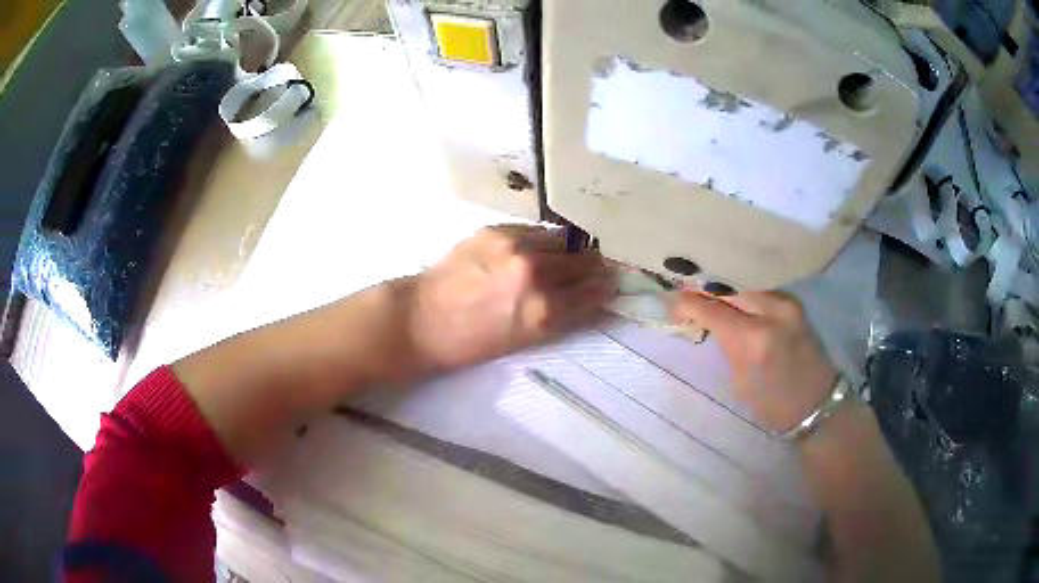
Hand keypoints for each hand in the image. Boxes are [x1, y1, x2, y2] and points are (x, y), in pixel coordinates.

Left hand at [405, 225, 615, 373]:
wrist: (421, 317)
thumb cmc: (471, 342)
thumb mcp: (524, 340)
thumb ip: (561, 315)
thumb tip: (589, 295)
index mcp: (543, 312)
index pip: (595, 292)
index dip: (606, 287)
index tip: (611, 284)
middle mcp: (536, 274)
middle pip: (585, 261)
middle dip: (593, 266)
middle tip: (595, 268)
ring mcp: (516, 246)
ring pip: (563, 240)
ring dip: (570, 250)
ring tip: (566, 256)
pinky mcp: (498, 230)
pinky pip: (537, 231)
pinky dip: (544, 240)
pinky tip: (538, 248)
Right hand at [669, 290, 837, 432]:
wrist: (817, 403)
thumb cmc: (774, 405)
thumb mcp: (740, 381)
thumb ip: (727, 345)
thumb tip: (709, 321)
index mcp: (753, 339)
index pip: (713, 309)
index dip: (688, 303)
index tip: (671, 301)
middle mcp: (772, 312)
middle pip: (729, 288)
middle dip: (705, 290)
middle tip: (686, 292)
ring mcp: (787, 303)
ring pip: (746, 285)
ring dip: (724, 288)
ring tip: (706, 292)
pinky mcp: (795, 303)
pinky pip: (761, 290)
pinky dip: (743, 292)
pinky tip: (733, 296)